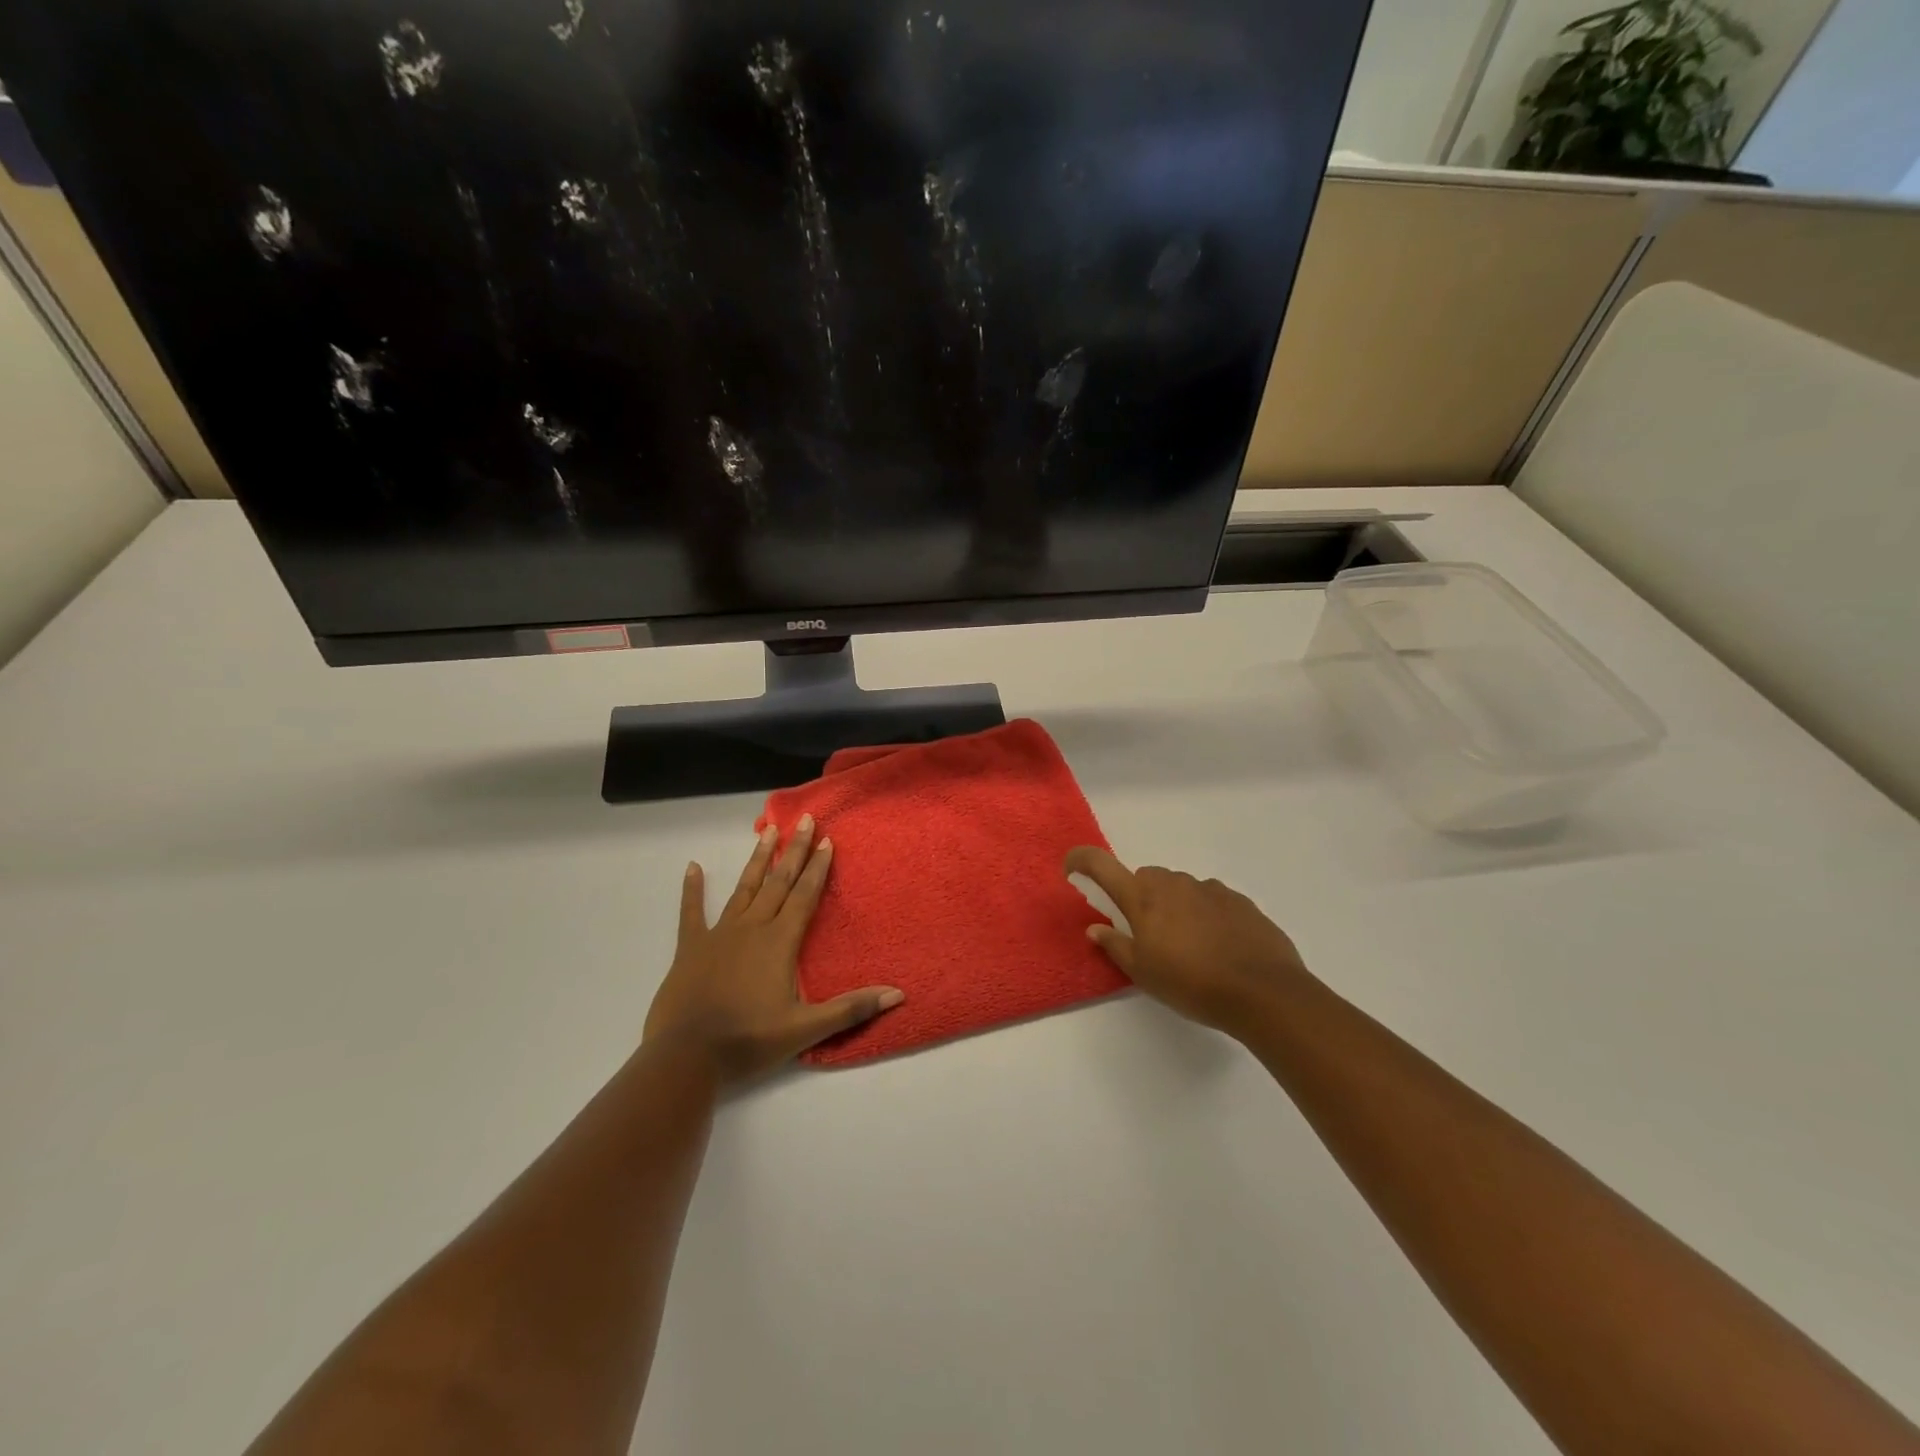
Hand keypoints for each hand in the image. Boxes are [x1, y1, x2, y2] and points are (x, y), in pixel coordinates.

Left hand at [645, 817, 904, 1084]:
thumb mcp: (806, 1029)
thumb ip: (851, 1009)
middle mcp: (752, 928)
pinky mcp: (691, 948)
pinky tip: (692, 867)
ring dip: (758, 860)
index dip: (818, 868)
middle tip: (805, 820)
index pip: (804, 896)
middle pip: (778, 882)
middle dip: (794, 851)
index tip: (828, 840)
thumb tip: (897, 994)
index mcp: (780, 942)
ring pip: (744, 888)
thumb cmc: (749, 1040)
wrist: (687, 1057)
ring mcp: (719, 934)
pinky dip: (692, 890)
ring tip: (768, 830)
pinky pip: (691, 912)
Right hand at [1065, 847, 1310, 1036]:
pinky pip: (1210, 898)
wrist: (1264, 992)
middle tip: (1145, 933)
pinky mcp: (1239, 901)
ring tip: (1186, 945)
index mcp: (1144, 898)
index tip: (1072, 867)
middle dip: (1140, 897)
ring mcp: (1210, 889)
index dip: (1082, 860)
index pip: (1102, 865)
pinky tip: (1216, 945)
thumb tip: (1095, 929)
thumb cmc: (1192, 984)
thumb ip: (1116, 946)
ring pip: (1180, 887)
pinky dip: (1204, 913)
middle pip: (1146, 878)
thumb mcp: (1144, 974)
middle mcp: (1174, 883)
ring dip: (1174, 906)